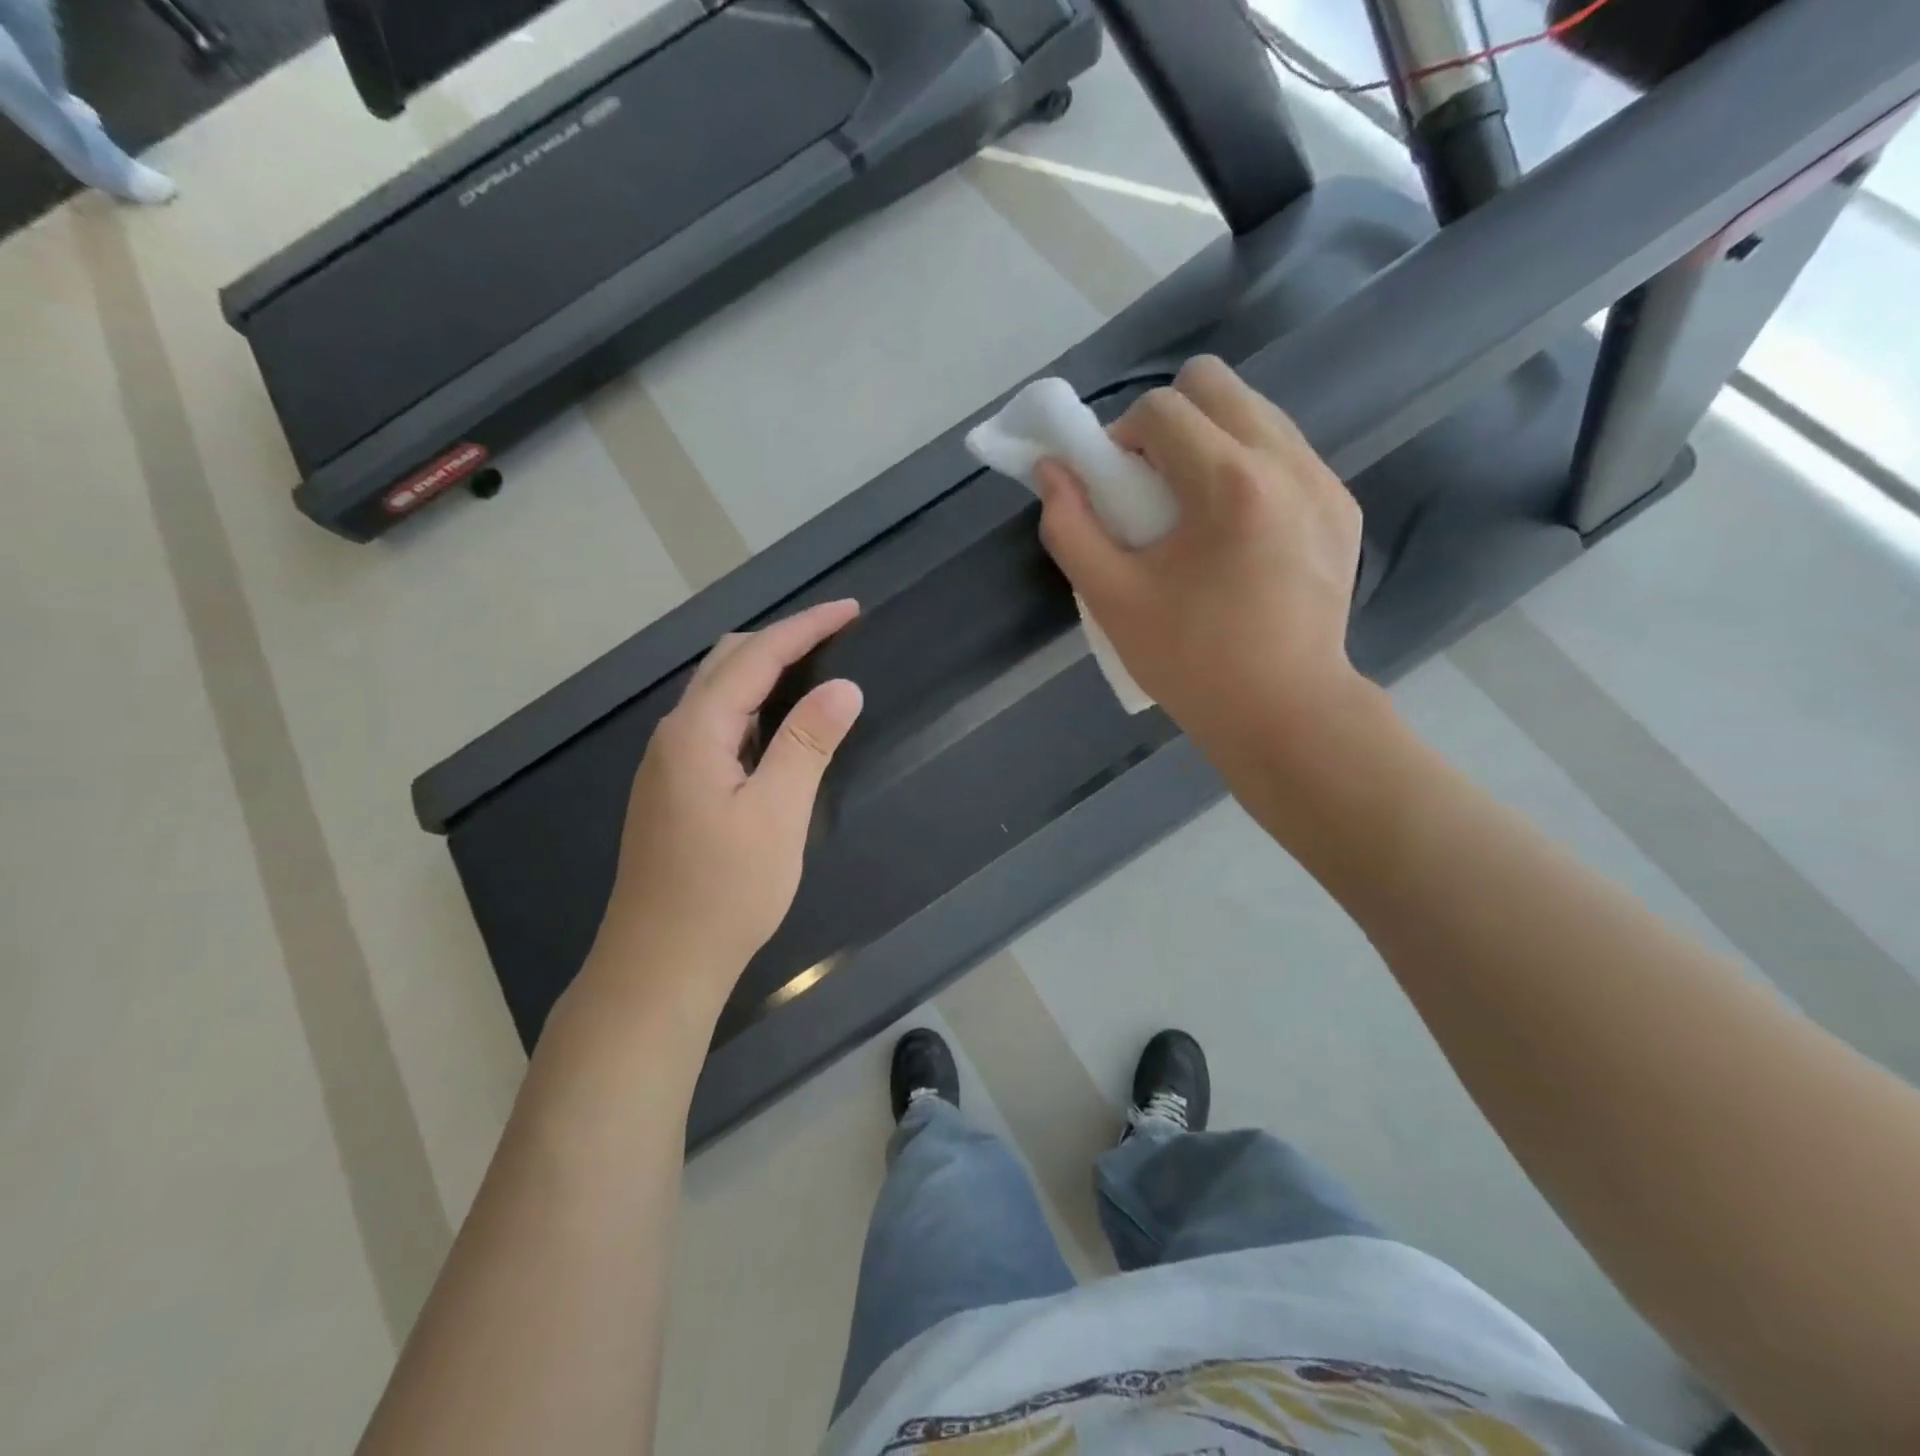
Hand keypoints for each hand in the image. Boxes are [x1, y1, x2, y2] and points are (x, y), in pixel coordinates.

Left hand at [587, 601, 864, 1013]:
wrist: (660, 963)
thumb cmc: (724, 891)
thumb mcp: (778, 814)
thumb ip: (808, 744)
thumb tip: (843, 688)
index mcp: (696, 732)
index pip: (756, 657)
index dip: (805, 628)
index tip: (850, 610)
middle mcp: (674, 736)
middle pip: (727, 662)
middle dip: (783, 640)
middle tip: (837, 637)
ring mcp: (668, 763)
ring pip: (718, 693)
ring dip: (765, 672)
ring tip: (815, 670)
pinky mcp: (673, 789)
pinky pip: (716, 725)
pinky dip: (752, 707)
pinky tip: (778, 727)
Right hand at [1035, 356, 1369, 760]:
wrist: (1285, 711)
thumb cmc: (1191, 661)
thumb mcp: (1111, 599)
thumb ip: (1070, 527)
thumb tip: (1051, 471)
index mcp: (1228, 483)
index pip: (1162, 408)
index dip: (1121, 437)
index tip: (1116, 488)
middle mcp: (1286, 462)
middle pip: (1215, 382)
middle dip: (1168, 419)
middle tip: (1153, 484)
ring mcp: (1324, 481)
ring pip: (1255, 411)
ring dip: (1210, 440)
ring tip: (1196, 510)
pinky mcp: (1343, 507)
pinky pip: (1286, 451)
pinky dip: (1248, 468)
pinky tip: (1238, 532)